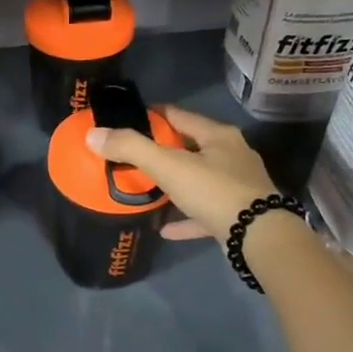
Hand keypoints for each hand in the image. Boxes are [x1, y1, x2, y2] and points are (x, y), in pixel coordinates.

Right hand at [85, 106, 277, 241]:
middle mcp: (232, 155)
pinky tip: (165, 228)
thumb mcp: (168, 166)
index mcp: (218, 136)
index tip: (128, 121)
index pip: (179, 115)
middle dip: (163, 150)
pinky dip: (185, 217)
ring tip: (147, 188)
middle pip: (190, 146)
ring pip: (199, 179)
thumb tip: (93, 134)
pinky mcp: (239, 215)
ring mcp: (238, 186)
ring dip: (175, 183)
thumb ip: (131, 148)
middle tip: (132, 156)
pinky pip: (204, 212)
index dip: (152, 115)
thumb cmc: (214, 191)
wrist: (259, 237)